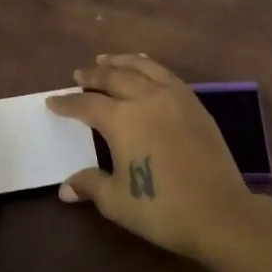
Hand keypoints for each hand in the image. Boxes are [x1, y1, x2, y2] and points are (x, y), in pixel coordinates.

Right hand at [46, 55, 266, 263]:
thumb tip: (66, 187)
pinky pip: (166, 74)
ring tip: (107, 59)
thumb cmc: (161, 208)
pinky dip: (149, 66)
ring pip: (142, 67)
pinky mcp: (195, 104)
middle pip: (113, 77)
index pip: (86, 104)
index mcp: (122, 120)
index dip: (67, 102)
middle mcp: (145, 99)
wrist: (219, 212)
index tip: (53, 102)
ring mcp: (174, 97)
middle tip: (79, 74)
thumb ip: (90, 185)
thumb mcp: (117, 201)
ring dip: (120, 62)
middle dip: (93, 75)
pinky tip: (145, 70)